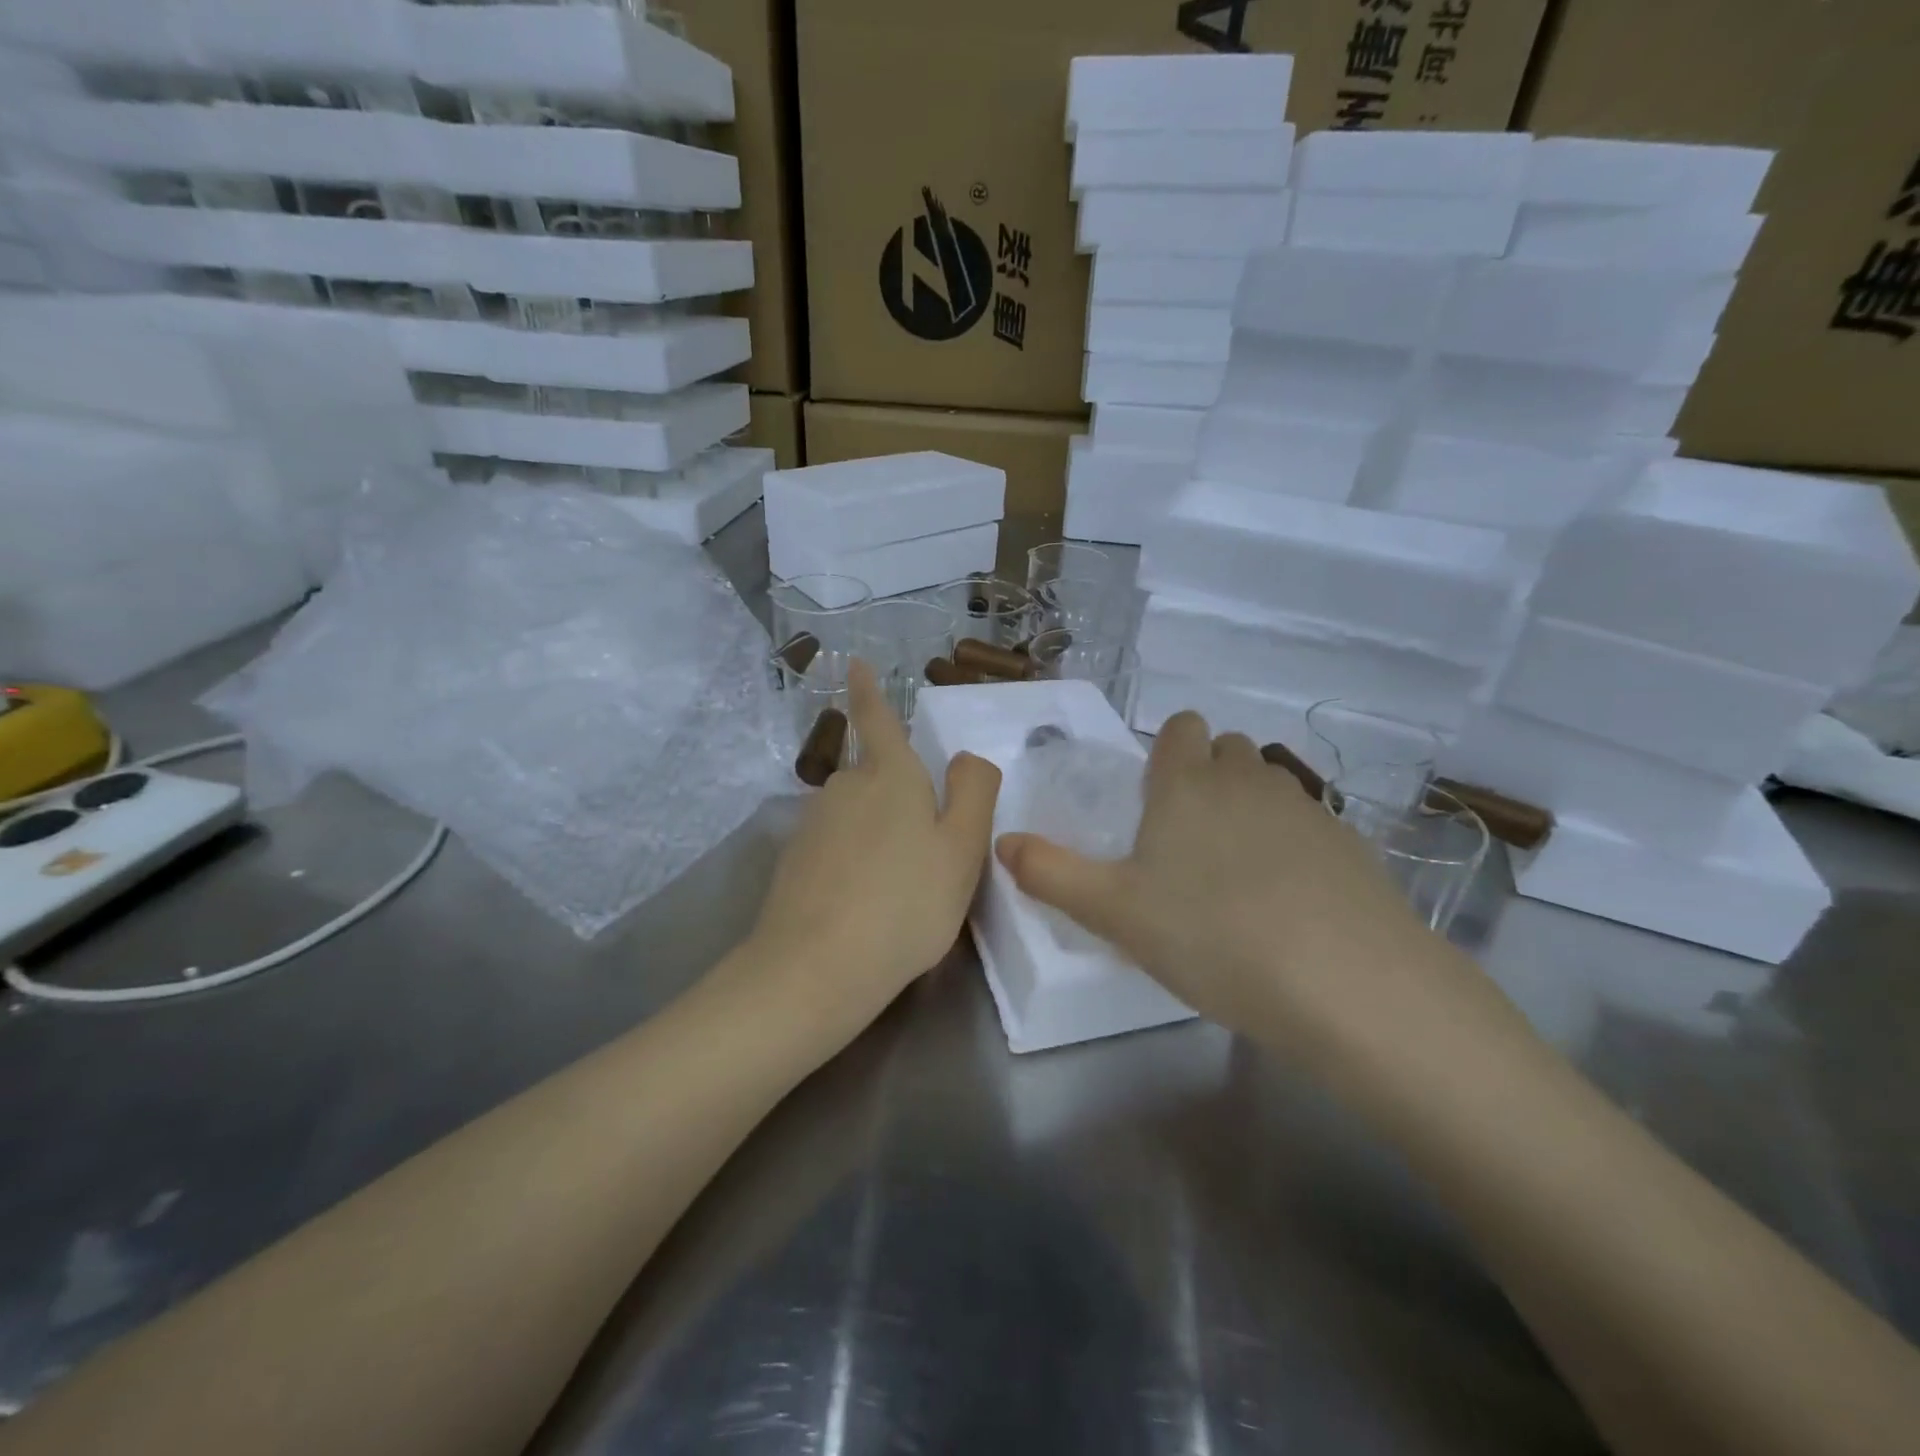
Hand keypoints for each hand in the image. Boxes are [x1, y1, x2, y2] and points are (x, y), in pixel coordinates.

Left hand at [747, 661, 1000, 1036]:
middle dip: (898, 794)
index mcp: (890, 775)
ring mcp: (812, 824)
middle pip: (875, 776)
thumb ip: (973, 793)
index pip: (878, 719)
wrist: (815, 969)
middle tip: (928, 849)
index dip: (869, 691)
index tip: (853, 664)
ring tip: (901, 888)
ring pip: (856, 814)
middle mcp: (845, 787)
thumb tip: (964, 759)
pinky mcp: (793, 861)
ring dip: (878, 834)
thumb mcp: (962, 850)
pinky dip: (854, 862)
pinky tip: (866, 904)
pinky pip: (835, 847)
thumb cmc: (906, 903)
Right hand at [995, 712, 1492, 1062]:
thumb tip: (1003, 842)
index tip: (1153, 801)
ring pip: (1268, 783)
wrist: (1347, 984)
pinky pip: (1309, 824)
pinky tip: (1288, 902)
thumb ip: (1051, 873)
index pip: (1179, 729)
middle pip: (1226, 749)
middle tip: (1185, 842)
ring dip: (1248, 808)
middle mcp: (1248, 780)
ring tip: (1234, 875)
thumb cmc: (1211, 936)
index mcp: (1187, 784)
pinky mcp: (1351, 845)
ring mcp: (1306, 808)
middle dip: (1205, 776)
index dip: (1165, 752)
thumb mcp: (1114, 913)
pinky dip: (1292, 845)